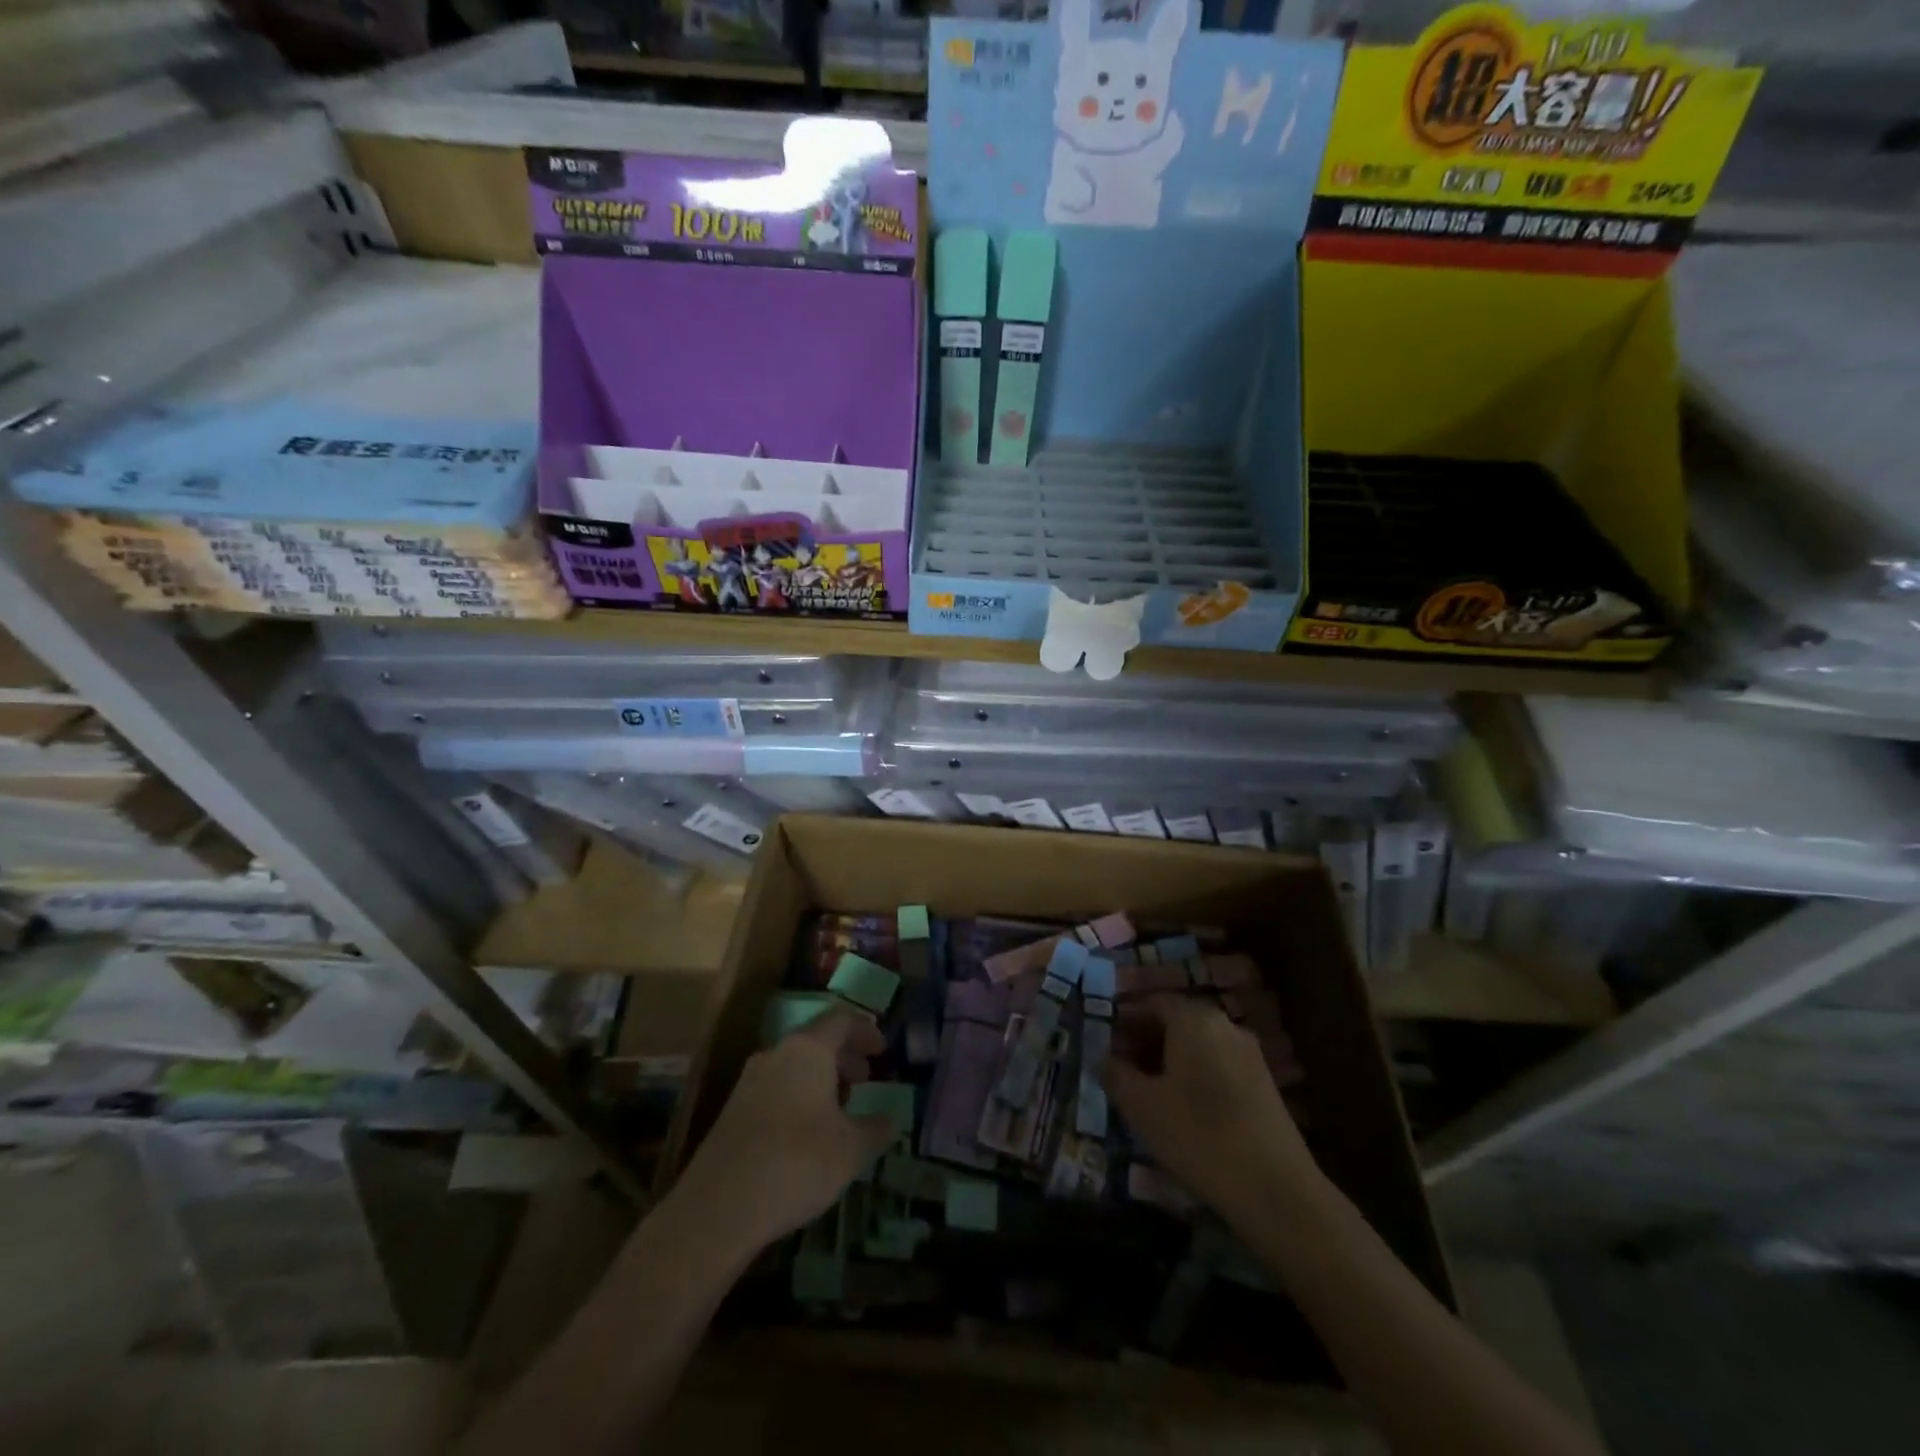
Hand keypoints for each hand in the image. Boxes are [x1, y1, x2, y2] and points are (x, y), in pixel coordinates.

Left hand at [670, 1005, 895, 1259]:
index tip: (883, 1050)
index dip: (865, 1031)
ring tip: (840, 1108)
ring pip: (794, 1064)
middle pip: (816, 1040)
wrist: (719, 1207)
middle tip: (865, 1079)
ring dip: (820, 1078)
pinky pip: (776, 1087)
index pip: (842, 1020)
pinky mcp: (733, 1110)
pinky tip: (808, 1131)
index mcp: (808, 1049)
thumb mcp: (851, 1150)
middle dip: (844, 1056)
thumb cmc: (797, 1163)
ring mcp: (750, 1081)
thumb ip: (875, 1129)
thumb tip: (890, 1120)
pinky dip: (799, 1096)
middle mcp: (777, 1053)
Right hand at [1103, 997, 1322, 1225]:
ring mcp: (1249, 1053)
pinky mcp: (1264, 1083)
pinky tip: (1183, 1109)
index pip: (1151, 1003)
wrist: (1276, 1190)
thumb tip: (1106, 1060)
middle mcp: (1224, 1025)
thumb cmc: (1198, 1136)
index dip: (1125, 1021)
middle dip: (1146, 1040)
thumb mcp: (1141, 1107)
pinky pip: (1218, 1064)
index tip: (1106, 1044)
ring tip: (1149, 1092)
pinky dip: (1195, 1075)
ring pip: (1198, 1044)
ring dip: (1170, 1060)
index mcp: (1193, 1019)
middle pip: (1176, 1021)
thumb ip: (1116, 1074)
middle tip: (1122, 1069)